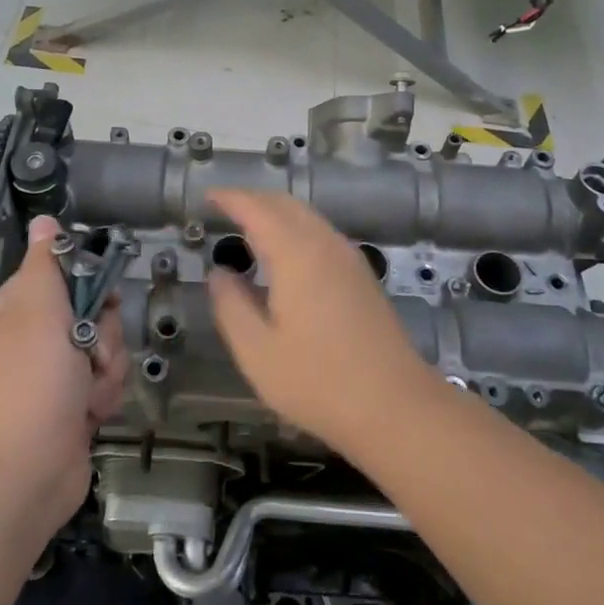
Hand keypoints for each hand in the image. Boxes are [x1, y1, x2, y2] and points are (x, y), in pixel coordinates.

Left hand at [0, 217, 126, 531]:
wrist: (21, 477)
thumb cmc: (29, 385)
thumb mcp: (37, 311)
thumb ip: (46, 263)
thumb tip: (43, 218)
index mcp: (19, 306)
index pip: (68, 271)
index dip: (91, 281)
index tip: (102, 296)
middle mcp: (37, 335)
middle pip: (96, 310)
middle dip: (105, 333)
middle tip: (90, 351)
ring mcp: (56, 373)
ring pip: (107, 348)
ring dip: (107, 369)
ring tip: (87, 393)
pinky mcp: (74, 405)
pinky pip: (107, 383)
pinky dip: (104, 397)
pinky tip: (90, 414)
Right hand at [207, 189, 436, 456]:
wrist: (396, 407)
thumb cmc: (318, 380)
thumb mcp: (256, 350)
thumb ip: (231, 305)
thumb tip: (219, 273)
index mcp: (296, 253)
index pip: (256, 208)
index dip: (229, 198)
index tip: (206, 196)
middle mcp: (325, 244)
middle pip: (285, 204)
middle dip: (252, 200)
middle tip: (223, 211)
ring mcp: (349, 258)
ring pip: (307, 217)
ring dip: (276, 214)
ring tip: (248, 231)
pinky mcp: (362, 276)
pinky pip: (322, 234)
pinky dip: (295, 230)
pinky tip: (285, 258)